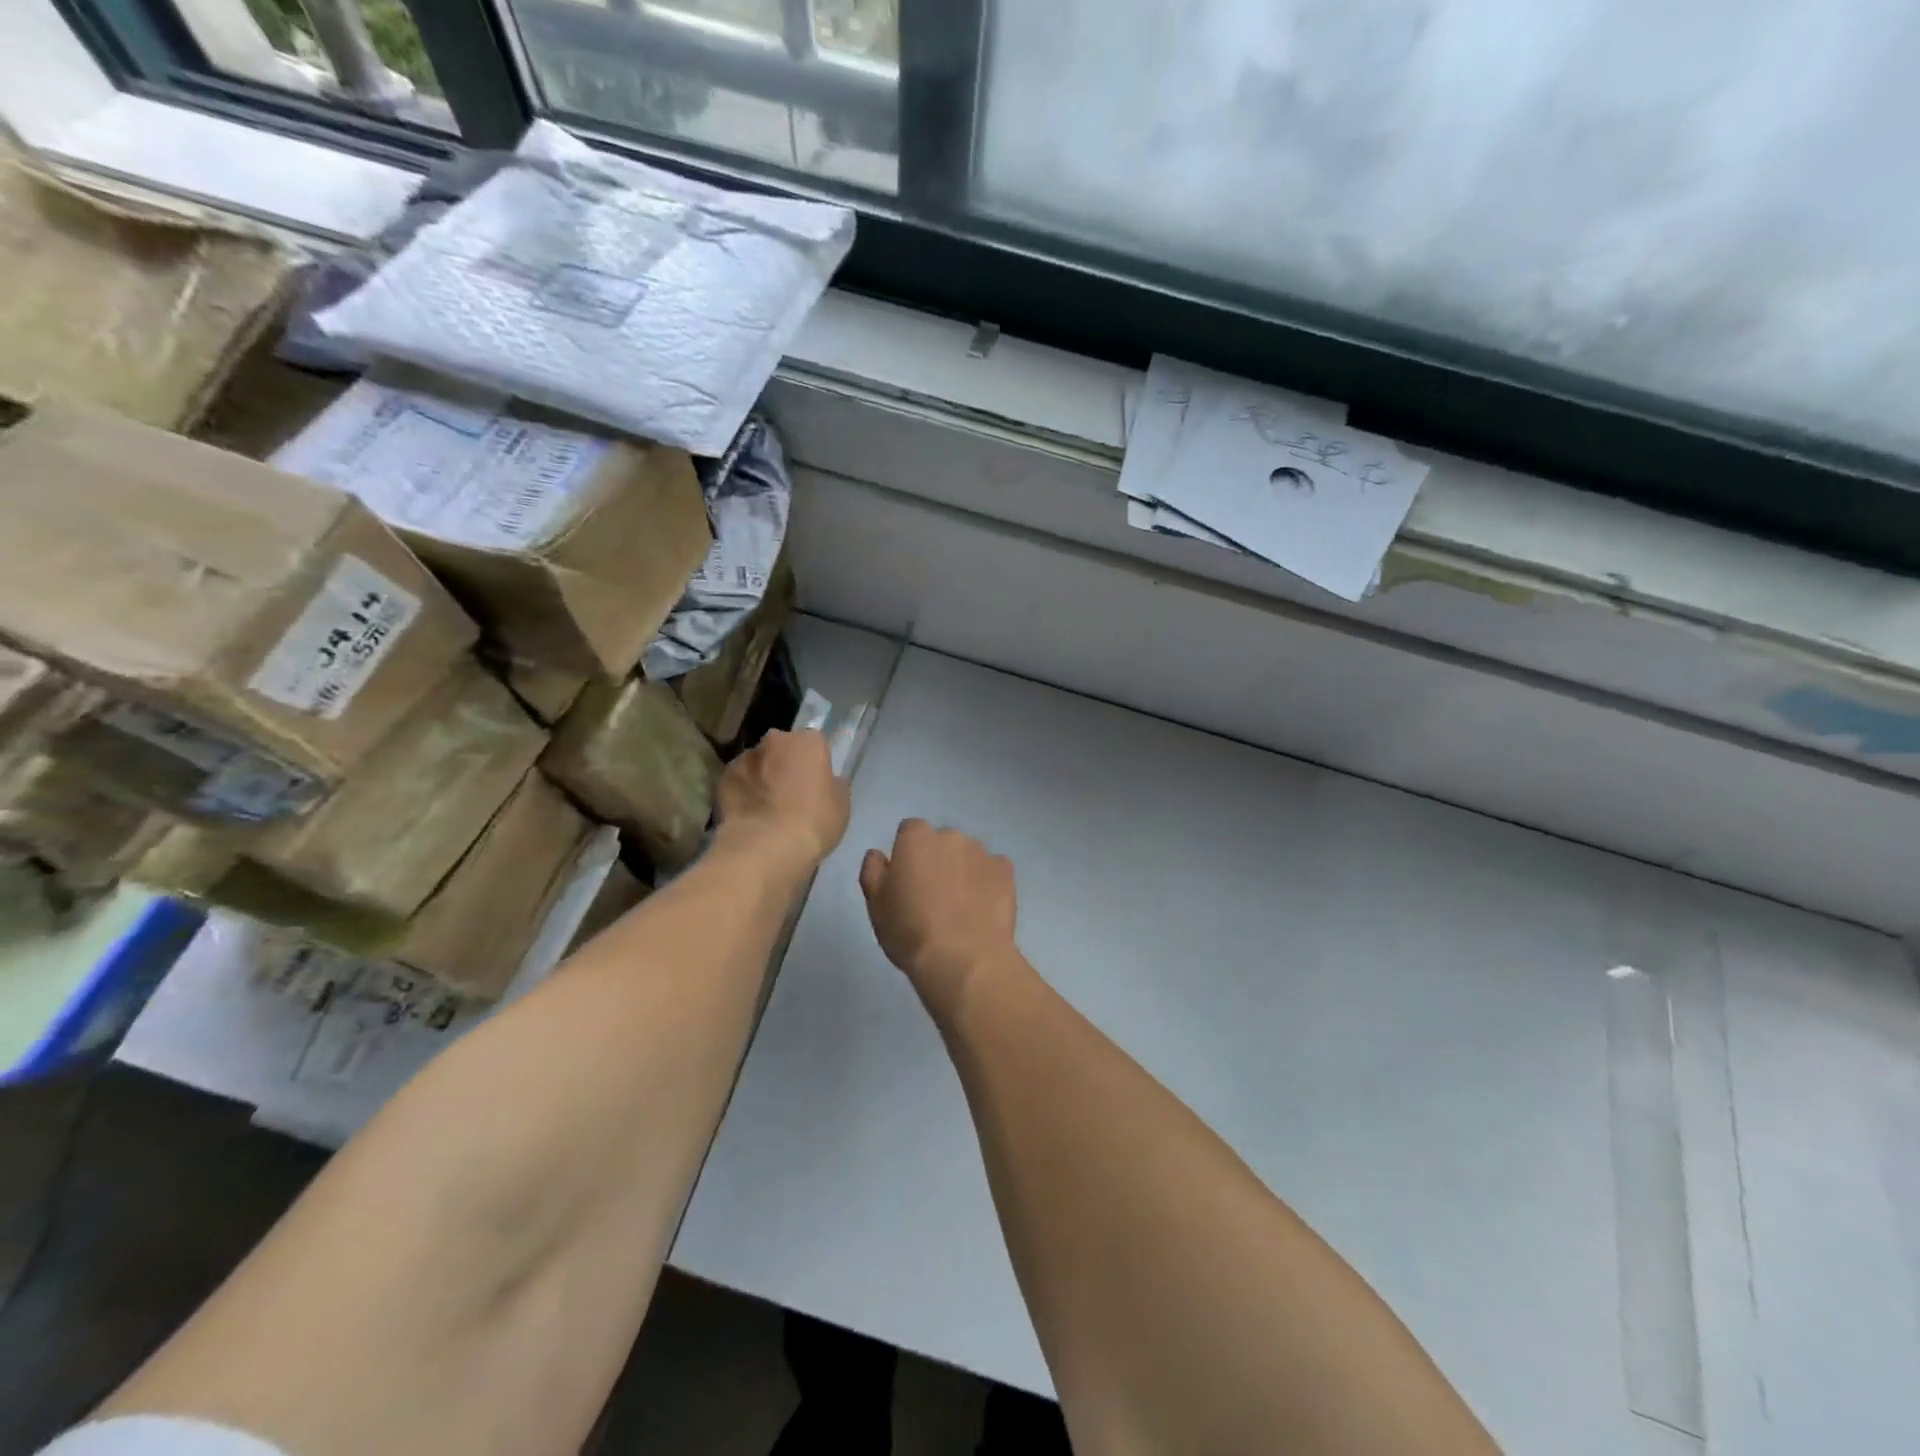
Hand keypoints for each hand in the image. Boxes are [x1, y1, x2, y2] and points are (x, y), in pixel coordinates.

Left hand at [715, 730, 848, 870]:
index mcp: (808, 742)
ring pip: (757, 763)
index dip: (815, 763)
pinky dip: (742, 792)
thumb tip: (826, 780)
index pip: (815, 743)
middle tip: (790, 792)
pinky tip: (747, 814)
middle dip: (785, 764)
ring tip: (765, 807)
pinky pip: (737, 781)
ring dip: (761, 777)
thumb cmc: (813, 822)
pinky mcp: (722, 778)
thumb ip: (833, 784)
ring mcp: (744, 757)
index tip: (815, 782)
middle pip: (782, 748)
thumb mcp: (840, 804)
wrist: (765, 847)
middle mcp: (775, 740)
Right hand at [859, 820, 1019, 1016]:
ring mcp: (982, 852)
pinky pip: (993, 870)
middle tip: (933, 896)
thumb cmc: (910, 931)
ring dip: (963, 870)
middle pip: (941, 841)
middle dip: (938, 860)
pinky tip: (982, 909)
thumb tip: (878, 854)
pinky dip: (988, 883)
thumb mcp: (876, 905)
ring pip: (969, 855)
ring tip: (961, 907)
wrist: (963, 958)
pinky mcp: (1006, 871)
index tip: (907, 880)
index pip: (909, 831)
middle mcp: (951, 836)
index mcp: (916, 838)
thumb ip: (873, 871)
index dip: (908, 854)